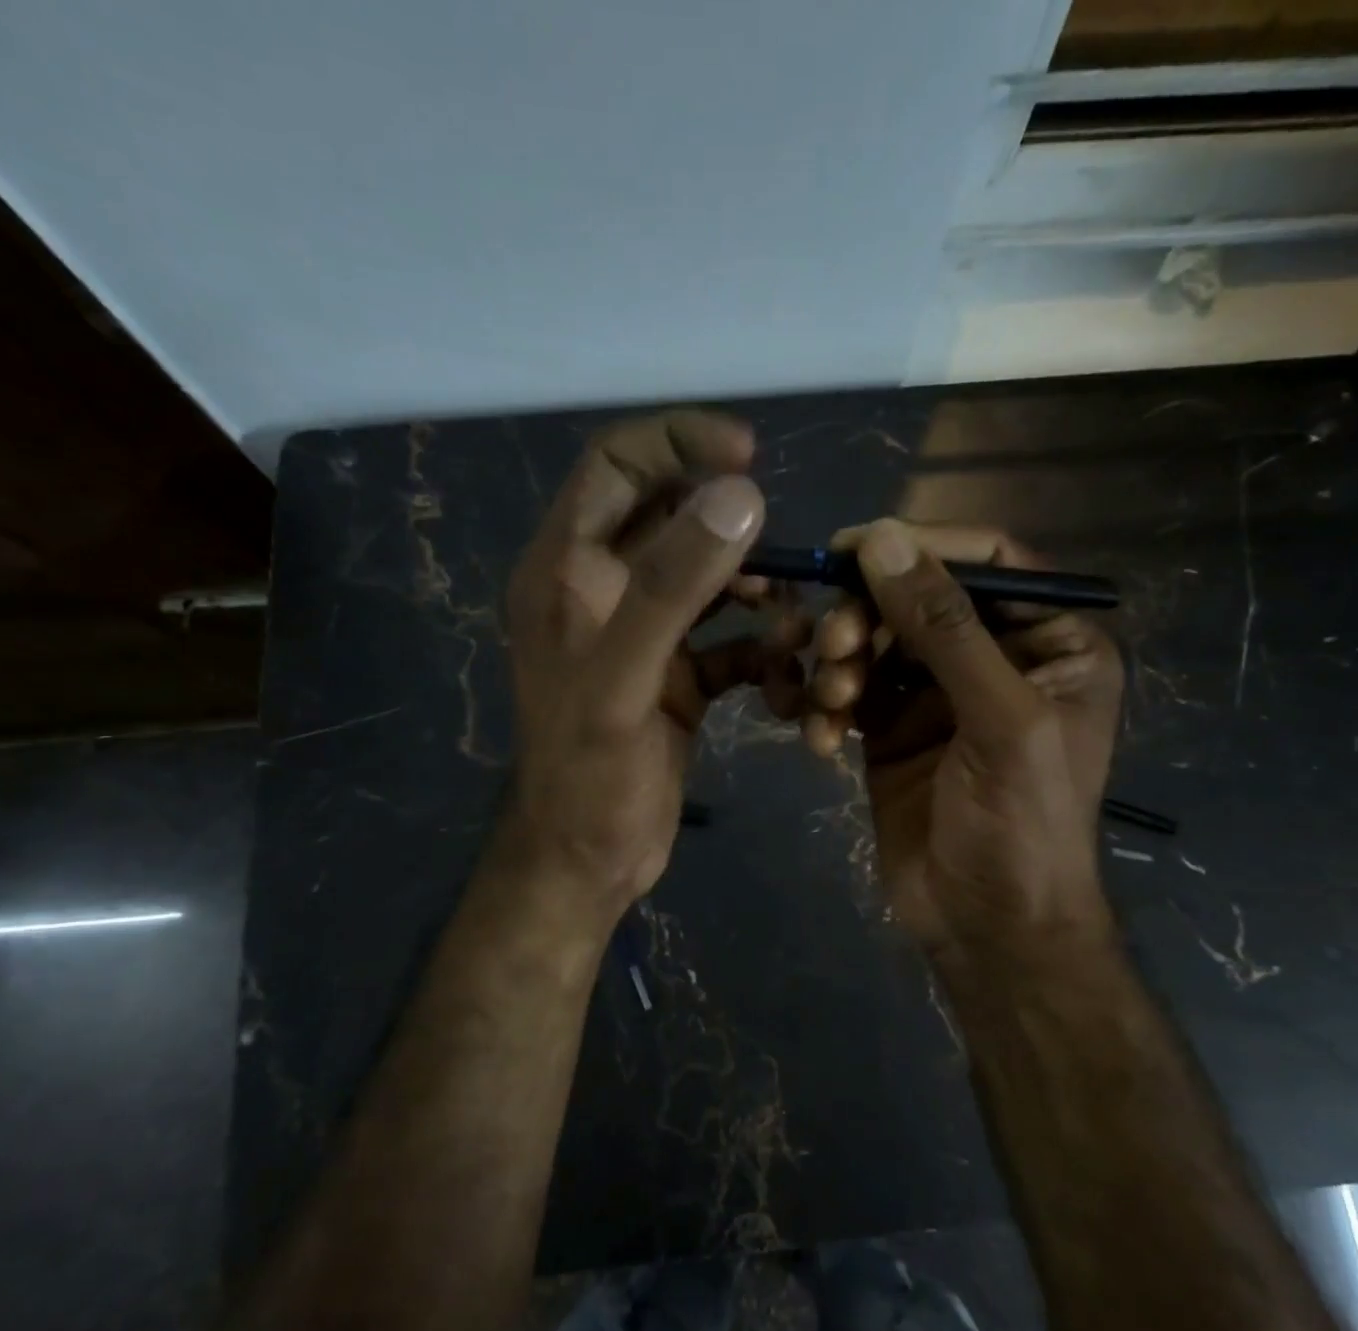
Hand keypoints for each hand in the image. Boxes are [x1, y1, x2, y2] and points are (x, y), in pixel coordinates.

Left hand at [502, 411, 794, 922]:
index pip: (616, 465)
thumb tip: (740, 495)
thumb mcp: (624, 678)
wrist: (587, 862)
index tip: (750, 455)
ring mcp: (641, 635)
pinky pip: (727, 640)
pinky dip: (760, 651)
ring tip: (792, 628)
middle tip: (785, 558)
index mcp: (565, 570)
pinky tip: (784, 678)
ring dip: (757, 594)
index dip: (679, 441)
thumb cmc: (589, 774)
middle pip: (672, 519)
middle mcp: (600, 591)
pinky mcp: (674, 676)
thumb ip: (672, 585)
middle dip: (735, 532)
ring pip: (709, 580)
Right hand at [804, 521, 1123, 972]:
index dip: (918, 546)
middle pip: (916, 598)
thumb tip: (881, 539)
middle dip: (866, 616)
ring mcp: (937, 695)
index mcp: (1051, 641)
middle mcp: (994, 657)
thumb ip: (944, 627)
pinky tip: (819, 742)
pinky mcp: (891, 730)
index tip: (849, 547)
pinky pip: (849, 692)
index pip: (984, 560)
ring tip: (829, 702)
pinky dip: (826, 708)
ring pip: (874, 642)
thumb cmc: (1022, 826)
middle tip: (834, 645)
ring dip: (840, 663)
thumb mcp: (999, 719)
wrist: (988, 930)